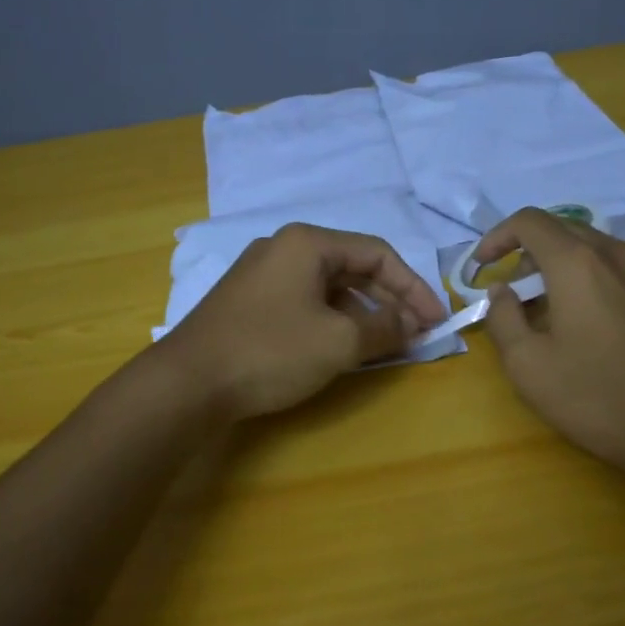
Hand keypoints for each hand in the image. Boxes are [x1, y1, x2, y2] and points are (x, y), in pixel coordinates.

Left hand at [156, 223, 446, 420]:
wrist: (187, 382)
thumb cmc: (270, 351)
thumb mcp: (338, 341)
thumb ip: (384, 327)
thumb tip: (412, 323)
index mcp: (307, 243)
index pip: (378, 253)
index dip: (414, 287)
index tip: (437, 320)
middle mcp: (284, 248)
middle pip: (353, 267)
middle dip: (390, 300)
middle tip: (416, 333)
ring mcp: (262, 274)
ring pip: (329, 287)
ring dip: (362, 312)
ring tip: (385, 343)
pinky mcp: (249, 301)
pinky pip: (305, 302)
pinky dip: (333, 320)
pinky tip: (344, 347)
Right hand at [477, 208, 624, 481]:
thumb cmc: (598, 399)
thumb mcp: (528, 365)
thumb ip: (502, 317)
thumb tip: (501, 292)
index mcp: (579, 264)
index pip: (529, 221)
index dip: (497, 237)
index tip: (483, 268)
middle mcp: (619, 255)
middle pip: (564, 232)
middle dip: (530, 257)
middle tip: (516, 298)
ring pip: (596, 252)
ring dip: (564, 270)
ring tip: (554, 316)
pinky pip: (623, 273)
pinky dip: (595, 284)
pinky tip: (596, 330)